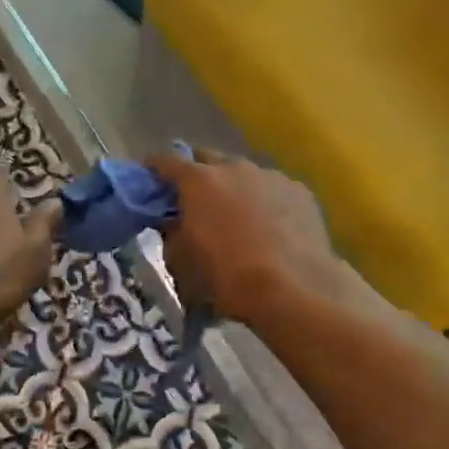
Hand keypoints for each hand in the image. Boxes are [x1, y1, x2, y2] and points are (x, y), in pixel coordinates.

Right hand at [145, 148, 362, 328]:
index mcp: (198, 180)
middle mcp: (233, 167)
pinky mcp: (299, 191)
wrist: (294, 291)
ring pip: (243, 173)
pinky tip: (271, 227)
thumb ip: (170, 235)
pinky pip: (272, 189)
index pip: (165, 161)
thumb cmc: (227, 278)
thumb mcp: (181, 264)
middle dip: (196, 173)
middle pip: (206, 158)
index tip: (149, 178)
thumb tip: (172, 222)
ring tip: (236, 215)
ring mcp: (270, 175)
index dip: (154, 168)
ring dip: (233, 187)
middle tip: (194, 198)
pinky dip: (265, 201)